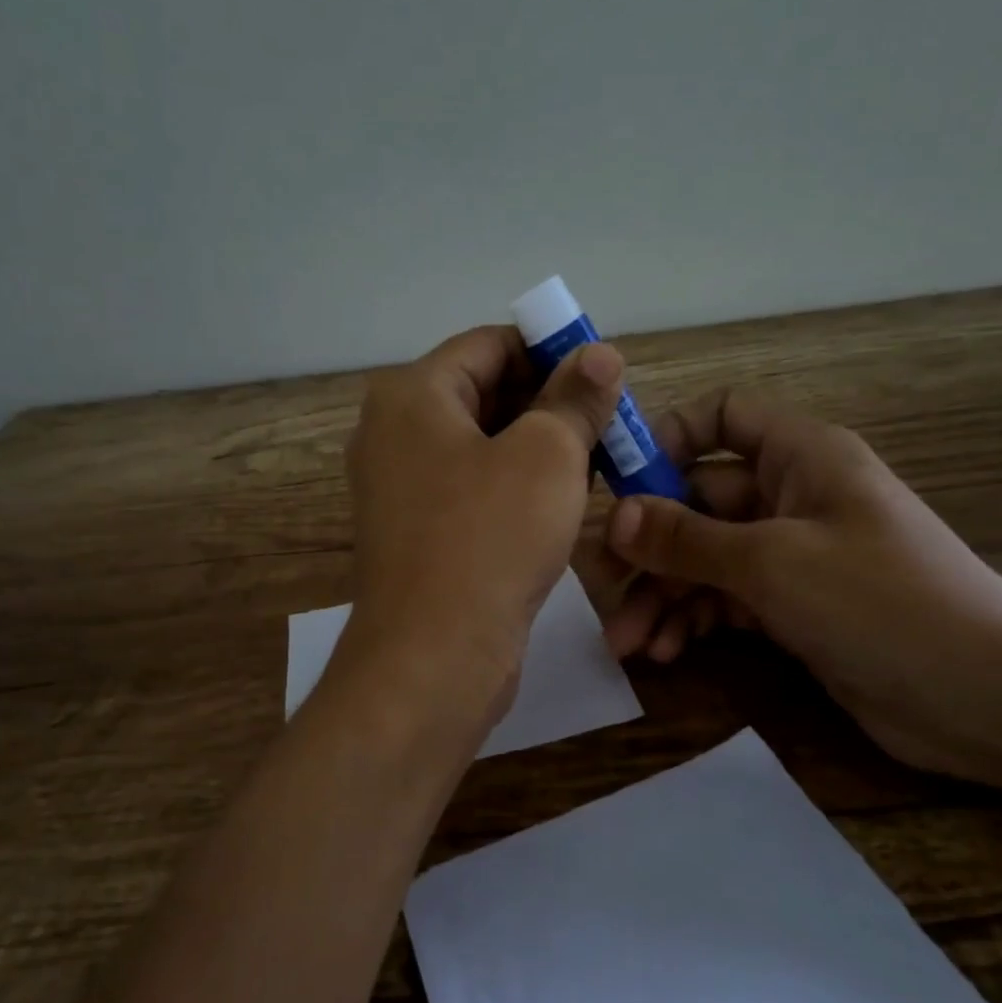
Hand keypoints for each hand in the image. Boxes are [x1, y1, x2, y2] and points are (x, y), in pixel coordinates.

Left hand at [339, 326, 625, 730]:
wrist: (433, 657)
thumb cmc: (489, 538)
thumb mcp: (547, 455)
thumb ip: (575, 398)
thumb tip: (600, 353)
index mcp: (412, 395)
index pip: (489, 345)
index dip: (550, 349)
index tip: (602, 373)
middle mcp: (393, 431)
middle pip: (482, 391)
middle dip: (548, 400)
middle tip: (608, 418)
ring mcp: (399, 485)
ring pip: (480, 442)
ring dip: (536, 444)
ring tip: (595, 456)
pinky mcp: (415, 531)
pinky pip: (470, 486)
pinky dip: (513, 482)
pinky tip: (559, 499)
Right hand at [602, 388, 1001, 779]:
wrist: (991, 702)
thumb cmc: (881, 603)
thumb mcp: (771, 564)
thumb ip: (686, 538)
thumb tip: (615, 517)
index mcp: (799, 455)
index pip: (722, 416)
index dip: (668, 438)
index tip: (619, 483)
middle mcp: (792, 494)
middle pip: (698, 500)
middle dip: (650, 547)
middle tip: (603, 590)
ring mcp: (792, 553)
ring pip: (706, 557)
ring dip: (664, 594)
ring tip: (628, 643)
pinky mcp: (793, 606)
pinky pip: (726, 597)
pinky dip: (694, 619)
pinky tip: (667, 651)